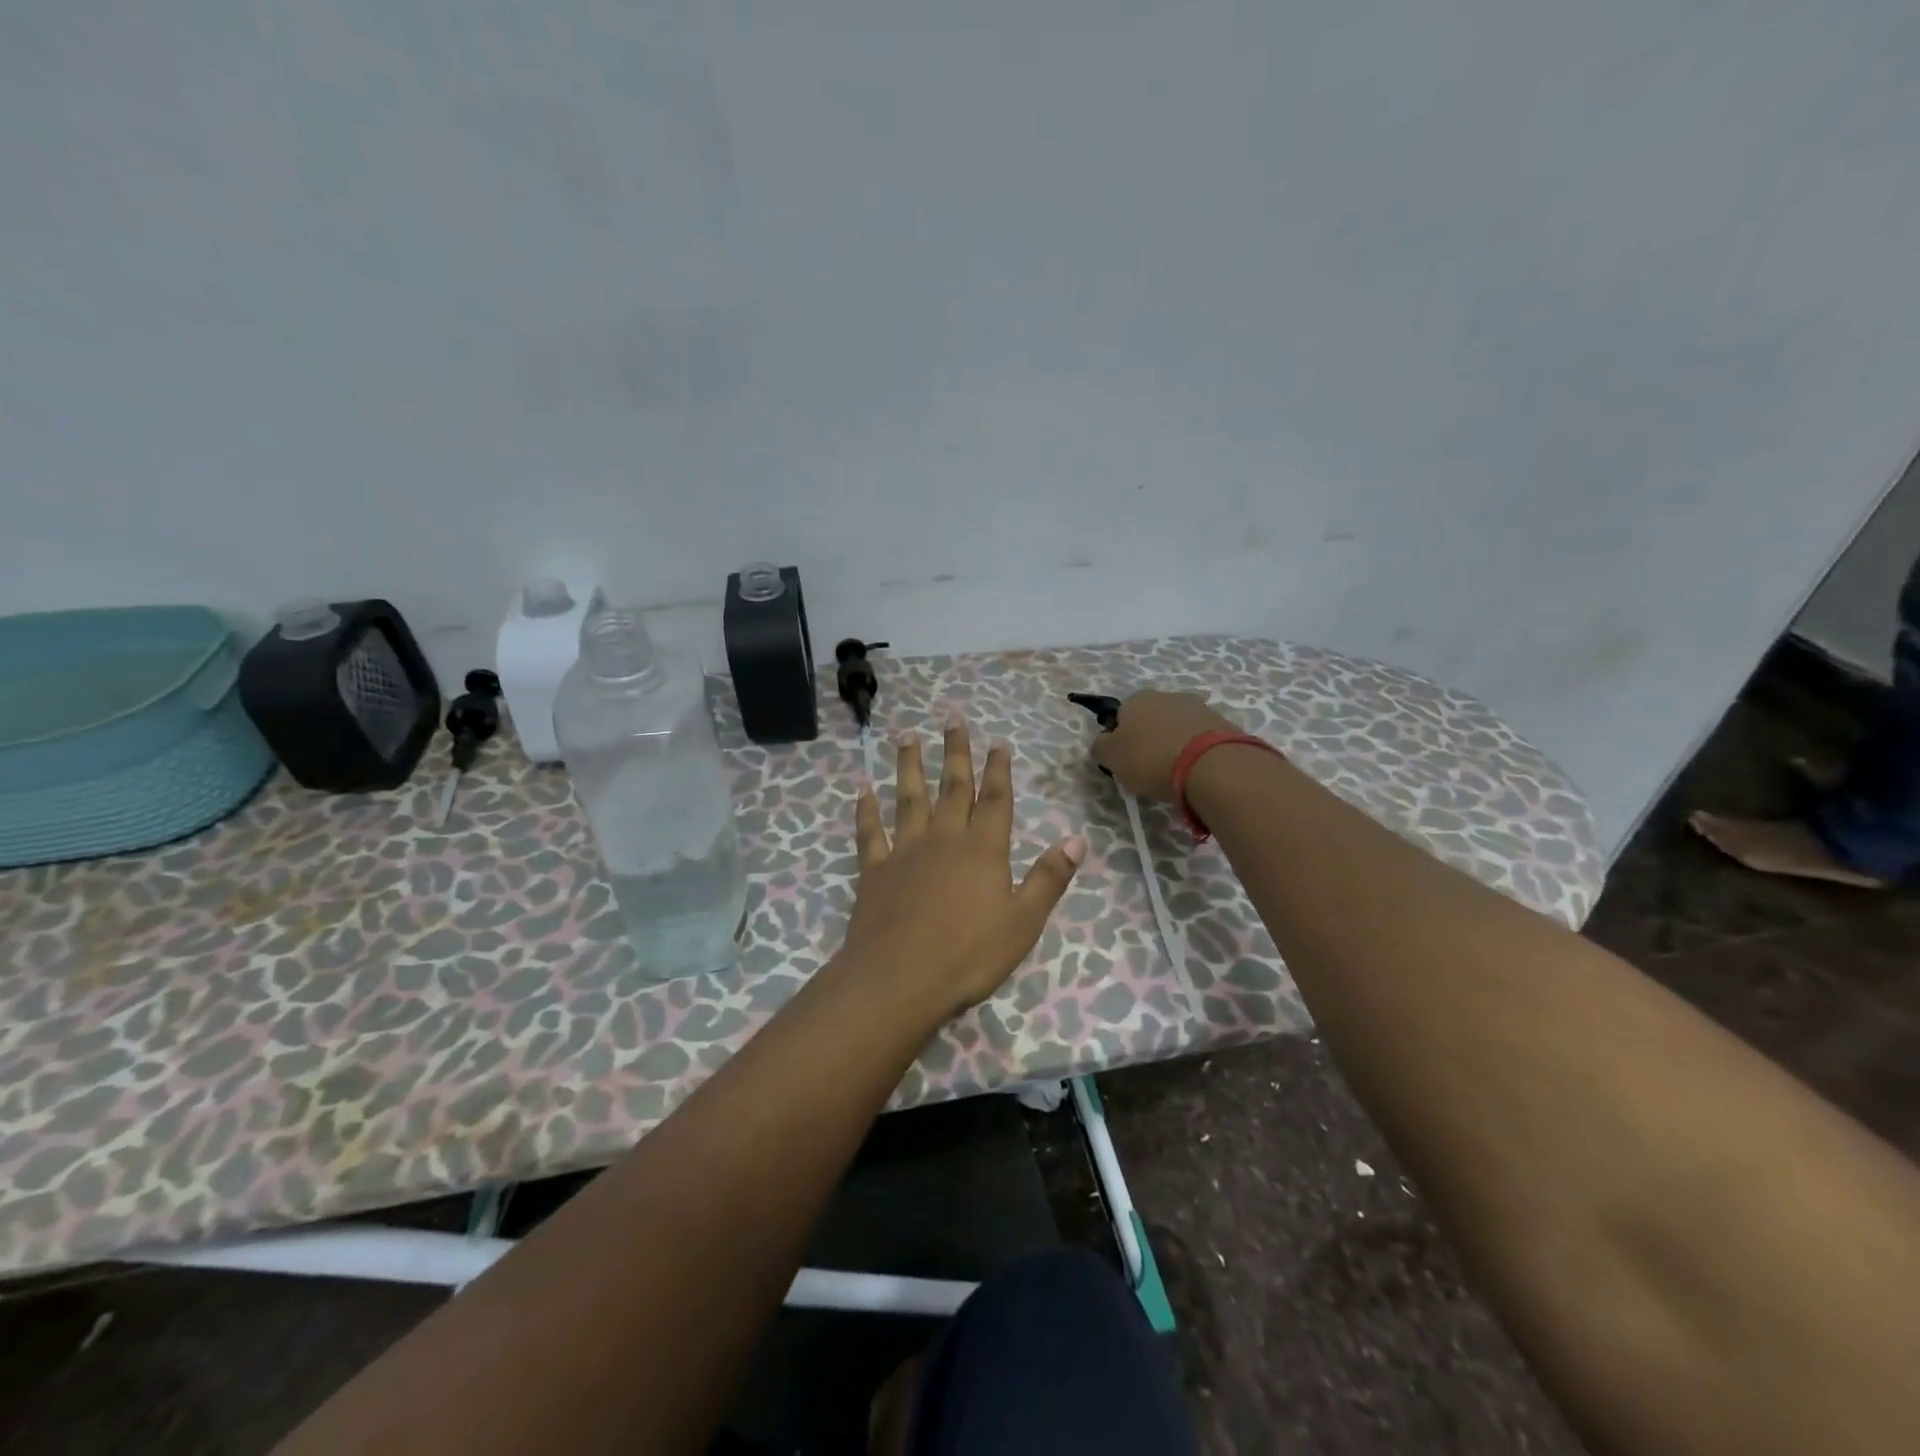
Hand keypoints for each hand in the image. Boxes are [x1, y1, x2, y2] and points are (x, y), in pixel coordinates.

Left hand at [842, 716, 1085, 1019]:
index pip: (995, 799)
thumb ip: (1049, 878)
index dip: (998, 769)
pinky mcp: (875, 870)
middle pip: (952, 787)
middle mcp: (944, 839)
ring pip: (908, 798)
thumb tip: (1077, 838)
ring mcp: (905, 851)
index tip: (997, 741)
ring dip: (909, 765)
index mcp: (983, 850)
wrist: (899, 979)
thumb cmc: (969, 955)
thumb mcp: (1023, 922)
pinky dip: (866, 809)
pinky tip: (863, 789)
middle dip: (955, 751)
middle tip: (952, 717)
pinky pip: (870, 832)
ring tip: (906, 734)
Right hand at [1089, 690, 1239, 800]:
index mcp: (1136, 699)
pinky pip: (1201, 738)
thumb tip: (1103, 743)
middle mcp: (1167, 695)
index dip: (1120, 739)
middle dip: (1149, 739)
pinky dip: (1196, 750)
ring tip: (1176, 772)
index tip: (1125, 761)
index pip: (1120, 716)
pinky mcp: (1223, 723)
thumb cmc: (1151, 759)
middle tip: (1149, 768)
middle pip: (1151, 719)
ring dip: (1174, 743)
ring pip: (1177, 727)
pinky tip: (1197, 770)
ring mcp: (1198, 707)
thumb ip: (1100, 747)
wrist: (1212, 765)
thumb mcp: (1111, 758)